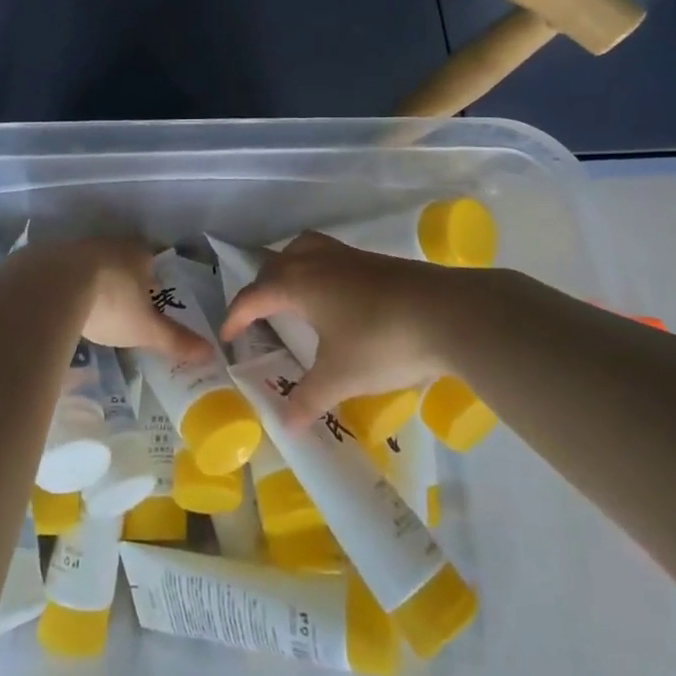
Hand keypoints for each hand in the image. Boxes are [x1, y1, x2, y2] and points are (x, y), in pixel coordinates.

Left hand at [14, 237, 211, 360]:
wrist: (54, 285)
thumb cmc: (111, 303)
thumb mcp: (146, 328)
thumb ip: (176, 339)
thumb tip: (211, 352)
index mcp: (139, 254)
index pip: (153, 259)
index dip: (153, 276)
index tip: (150, 294)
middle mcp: (110, 242)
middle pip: (122, 258)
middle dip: (122, 277)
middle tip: (122, 302)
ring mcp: (78, 245)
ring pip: (91, 262)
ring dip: (92, 279)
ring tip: (90, 305)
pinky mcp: (49, 255)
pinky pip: (62, 269)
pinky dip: (64, 283)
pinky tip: (61, 302)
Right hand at [219, 232, 461, 424]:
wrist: (448, 313)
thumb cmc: (382, 341)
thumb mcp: (340, 377)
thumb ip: (309, 399)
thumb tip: (286, 426)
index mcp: (299, 284)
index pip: (254, 295)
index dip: (236, 316)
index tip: (227, 337)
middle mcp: (318, 262)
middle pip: (276, 264)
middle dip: (261, 287)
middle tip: (258, 316)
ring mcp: (349, 257)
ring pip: (305, 249)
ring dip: (290, 267)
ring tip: (293, 294)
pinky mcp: (376, 261)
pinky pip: (331, 257)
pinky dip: (318, 270)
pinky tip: (335, 299)